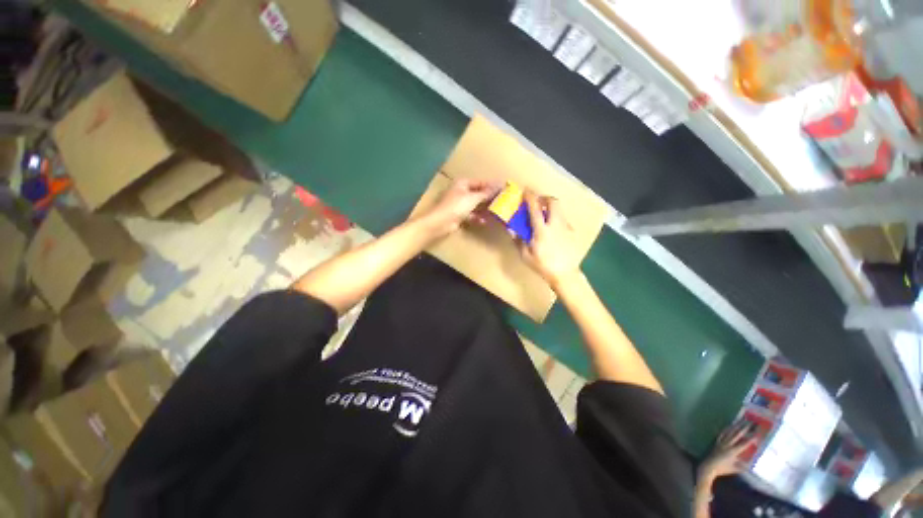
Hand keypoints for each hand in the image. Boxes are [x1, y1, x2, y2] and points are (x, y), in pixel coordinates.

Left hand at [418, 179, 500, 238]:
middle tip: (502, 201)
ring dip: (484, 208)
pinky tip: (484, 221)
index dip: (491, 185)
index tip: (504, 188)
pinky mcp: (458, 215)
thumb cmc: (457, 206)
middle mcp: (460, 191)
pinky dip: (477, 217)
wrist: (441, 222)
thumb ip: (486, 193)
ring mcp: (458, 204)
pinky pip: (470, 214)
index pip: (480, 182)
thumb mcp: (473, 198)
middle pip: (478, 193)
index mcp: (462, 183)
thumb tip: (499, 185)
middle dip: (488, 198)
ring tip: (496, 211)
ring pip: (474, 204)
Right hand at [518, 191, 582, 289]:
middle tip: (538, 202)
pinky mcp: (573, 232)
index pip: (535, 208)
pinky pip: (563, 220)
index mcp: (542, 230)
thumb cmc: (542, 265)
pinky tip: (553, 231)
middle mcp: (555, 225)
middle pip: (553, 202)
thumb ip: (518, 240)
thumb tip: (511, 229)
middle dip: (545, 198)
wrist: (565, 274)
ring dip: (551, 208)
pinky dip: (557, 220)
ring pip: (560, 210)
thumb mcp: (525, 255)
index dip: (530, 197)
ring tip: (544, 217)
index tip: (526, 191)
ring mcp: (566, 228)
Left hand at [698, 421, 755, 482]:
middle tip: (750, 422)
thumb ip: (743, 466)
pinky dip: (727, 429)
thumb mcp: (735, 469)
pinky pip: (722, 433)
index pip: (744, 444)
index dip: (751, 439)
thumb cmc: (723, 469)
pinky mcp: (717, 441)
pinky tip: (729, 426)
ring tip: (741, 420)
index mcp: (733, 451)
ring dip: (736, 426)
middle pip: (737, 434)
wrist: (709, 466)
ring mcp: (721, 441)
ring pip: (730, 431)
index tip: (757, 434)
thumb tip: (752, 465)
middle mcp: (727, 444)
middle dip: (744, 428)